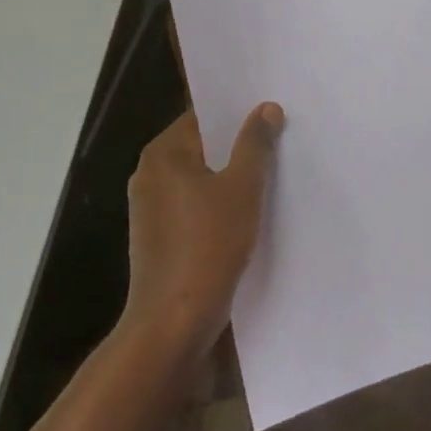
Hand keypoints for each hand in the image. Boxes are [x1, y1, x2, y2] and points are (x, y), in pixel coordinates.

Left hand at [122, 103, 281, 358]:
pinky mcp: (159, 236)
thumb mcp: (242, 188)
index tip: (271, 111)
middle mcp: (150, 173)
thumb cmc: (208, 245)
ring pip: (200, 177)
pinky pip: (194, 204)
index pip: (203, 116)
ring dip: (230, 175)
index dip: (238, 113)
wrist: (173, 323)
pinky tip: (250, 210)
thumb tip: (266, 107)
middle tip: (280, 138)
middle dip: (238, 144)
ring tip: (272, 171)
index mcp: (163, 153)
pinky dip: (219, 202)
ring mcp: (151, 207)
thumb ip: (255, 143)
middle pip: (202, 145)